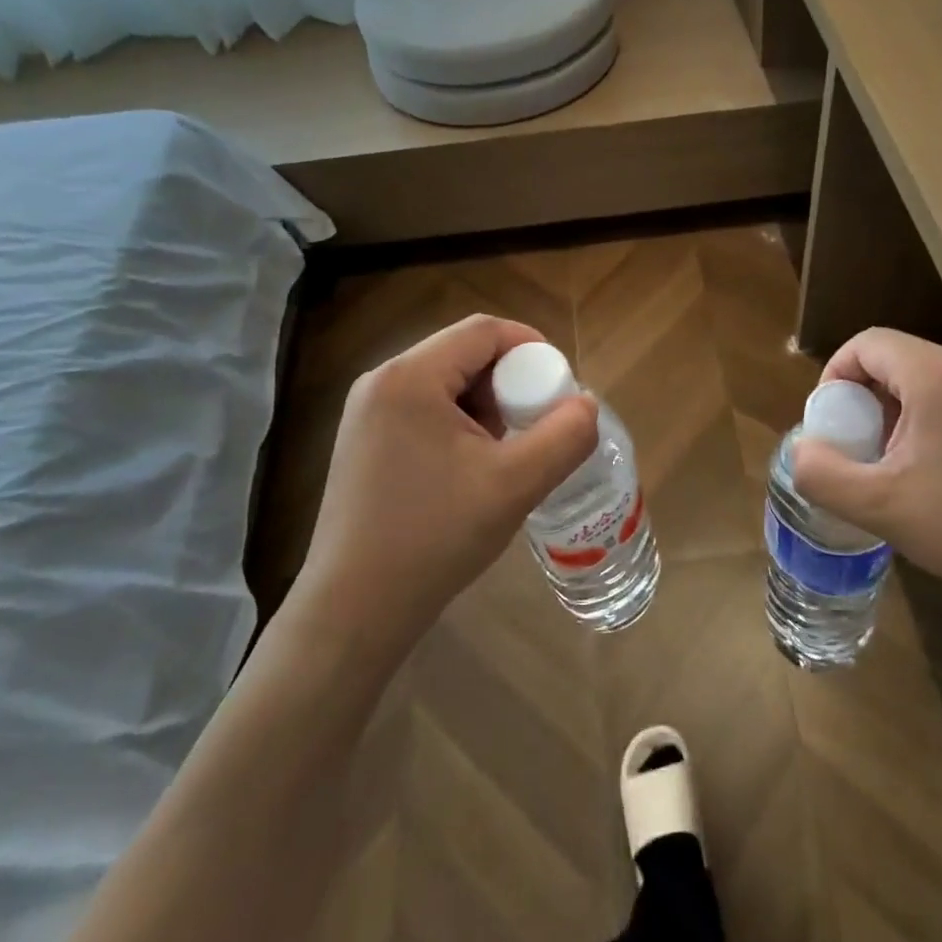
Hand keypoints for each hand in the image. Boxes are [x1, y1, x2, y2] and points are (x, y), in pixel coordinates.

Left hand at [297, 315, 598, 646]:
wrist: (354, 610)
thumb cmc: (434, 537)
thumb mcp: (514, 485)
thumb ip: (564, 436)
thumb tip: (586, 404)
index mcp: (410, 377)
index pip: (484, 331)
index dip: (532, 347)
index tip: (560, 387)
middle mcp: (381, 382)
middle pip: (464, 354)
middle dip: (510, 382)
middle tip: (536, 425)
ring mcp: (366, 413)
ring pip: (447, 383)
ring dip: (487, 406)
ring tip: (507, 453)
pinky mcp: (365, 441)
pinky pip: (426, 409)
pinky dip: (460, 424)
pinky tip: (473, 468)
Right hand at [791, 329, 941, 653]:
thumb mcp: (879, 508)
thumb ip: (820, 472)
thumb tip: (804, 449)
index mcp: (940, 374)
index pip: (868, 343)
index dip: (837, 374)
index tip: (834, 421)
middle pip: (905, 362)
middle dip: (874, 399)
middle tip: (870, 451)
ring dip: (913, 413)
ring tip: (914, 469)